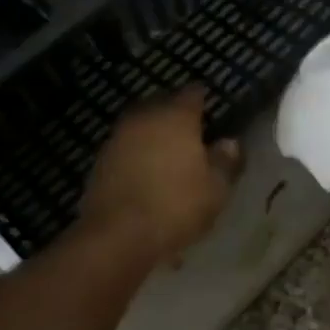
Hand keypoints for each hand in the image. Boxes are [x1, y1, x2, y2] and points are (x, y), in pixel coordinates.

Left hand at [81, 87, 241, 261]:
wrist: (116, 236)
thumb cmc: (175, 206)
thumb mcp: (215, 189)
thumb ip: (225, 162)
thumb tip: (229, 143)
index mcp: (176, 116)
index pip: (193, 93)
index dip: (204, 99)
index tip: (211, 110)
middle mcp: (145, 117)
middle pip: (163, 105)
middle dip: (176, 115)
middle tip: (192, 134)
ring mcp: (118, 138)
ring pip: (142, 127)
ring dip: (154, 136)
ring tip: (168, 157)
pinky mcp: (99, 161)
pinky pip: (126, 150)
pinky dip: (137, 157)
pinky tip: (147, 176)